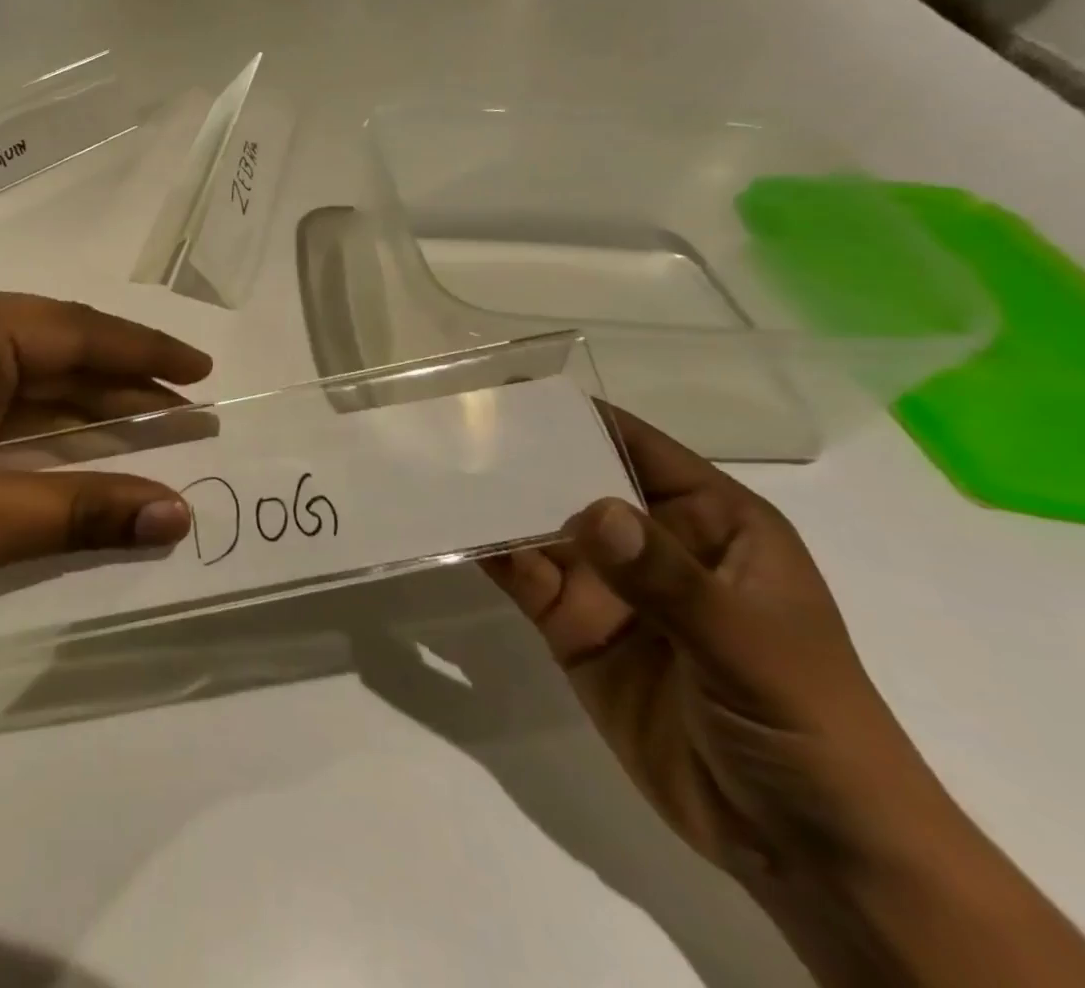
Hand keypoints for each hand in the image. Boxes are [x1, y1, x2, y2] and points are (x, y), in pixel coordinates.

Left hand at [0, 283, 211, 636]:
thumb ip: (80, 509)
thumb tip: (179, 514)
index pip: (77, 332)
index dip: (146, 354)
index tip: (204, 371)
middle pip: (55, 356)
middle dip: (124, 388)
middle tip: (193, 413)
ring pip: (25, 388)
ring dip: (86, 415)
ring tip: (156, 434)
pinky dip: (41, 439)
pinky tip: (81, 459)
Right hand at [483, 409, 947, 883]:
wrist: (805, 852)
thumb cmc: (808, 726)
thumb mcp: (750, 647)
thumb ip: (668, 579)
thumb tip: (591, 510)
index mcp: (709, 522)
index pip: (636, 446)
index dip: (579, 416)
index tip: (511, 391)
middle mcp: (651, 541)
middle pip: (575, 480)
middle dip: (522, 456)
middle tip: (451, 427)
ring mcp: (607, 585)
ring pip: (539, 526)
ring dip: (495, 501)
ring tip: (436, 469)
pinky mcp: (572, 626)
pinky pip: (522, 576)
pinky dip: (488, 553)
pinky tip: (449, 529)